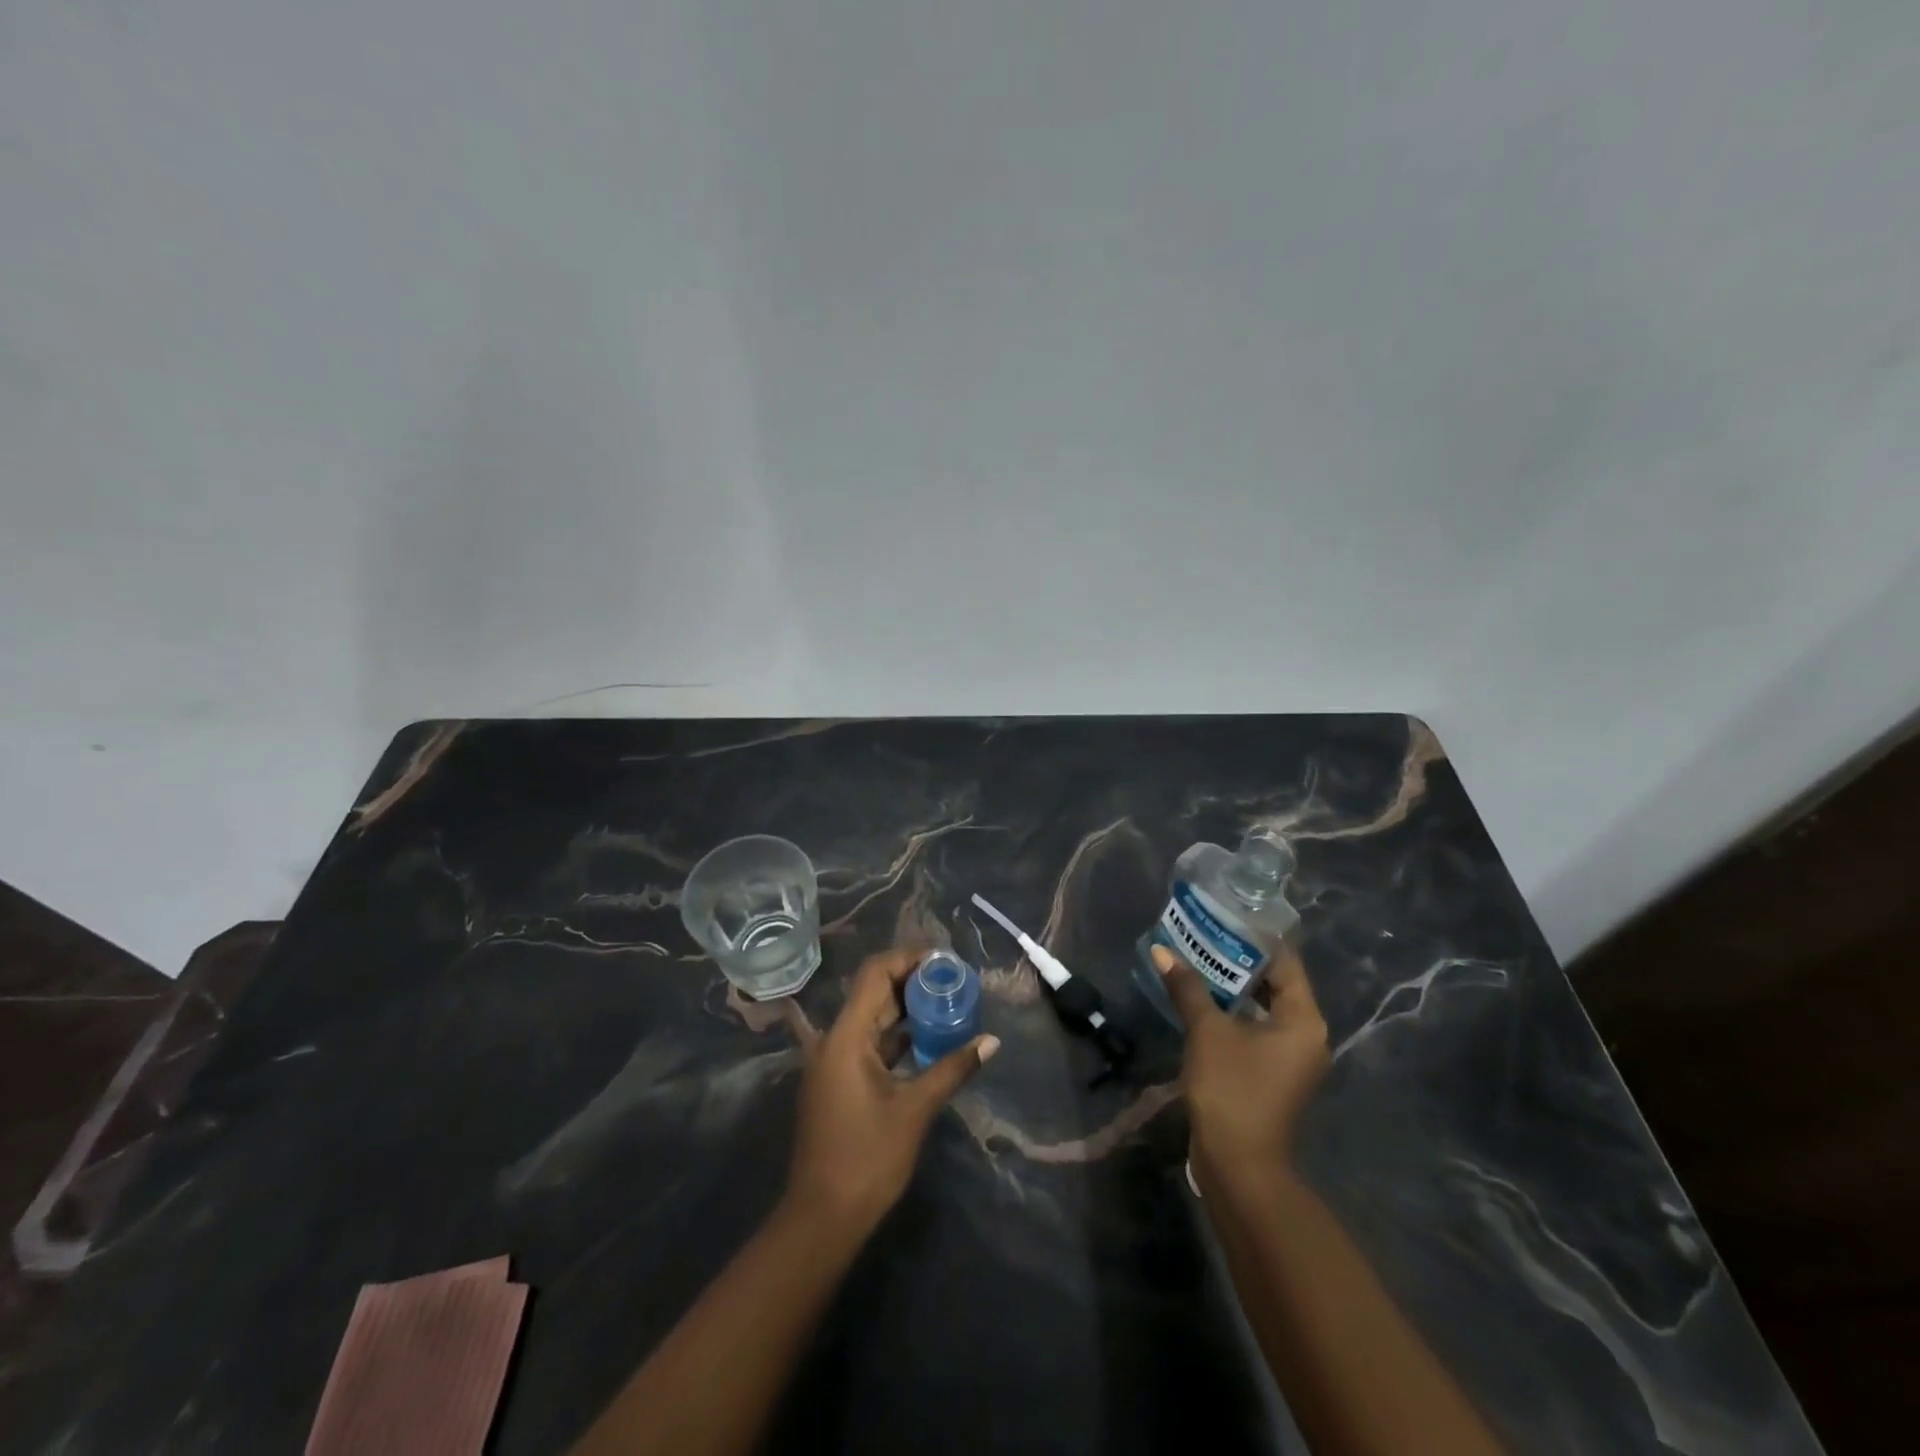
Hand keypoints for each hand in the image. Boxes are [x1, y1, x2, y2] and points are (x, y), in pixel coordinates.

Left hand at [785, 947, 998, 1235]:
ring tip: (947, 1003)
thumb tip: (991, 1041)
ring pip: (872, 1018)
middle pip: (873, 992)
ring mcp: (833, 1061)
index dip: (908, 958)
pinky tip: (928, 1039)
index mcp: (846, 1036)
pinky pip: (869, 1043)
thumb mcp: (915, 1110)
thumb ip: (952, 1068)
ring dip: (907, 1009)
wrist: (822, 1217)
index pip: (875, 974)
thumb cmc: (867, 1158)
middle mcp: (834, 1039)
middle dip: (913, 982)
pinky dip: (897, 1036)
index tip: (944, 960)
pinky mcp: (838, 1081)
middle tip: (954, 980)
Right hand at [1153, 942, 1329, 1183]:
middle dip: (1239, 960)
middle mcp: (1307, 1036)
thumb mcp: (1207, 1031)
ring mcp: (1291, 1058)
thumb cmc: (1232, 1088)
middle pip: (1275, 984)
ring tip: (1198, 959)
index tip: (1226, 916)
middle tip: (1205, 934)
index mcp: (1304, 1020)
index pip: (1285, 963)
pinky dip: (1233, 1013)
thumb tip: (1162, 951)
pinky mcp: (1273, 1075)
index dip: (1256, 938)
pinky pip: (1256, 1029)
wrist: (1239, 1164)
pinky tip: (1201, 999)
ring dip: (1233, 987)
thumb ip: (1188, 987)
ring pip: (1263, 1008)